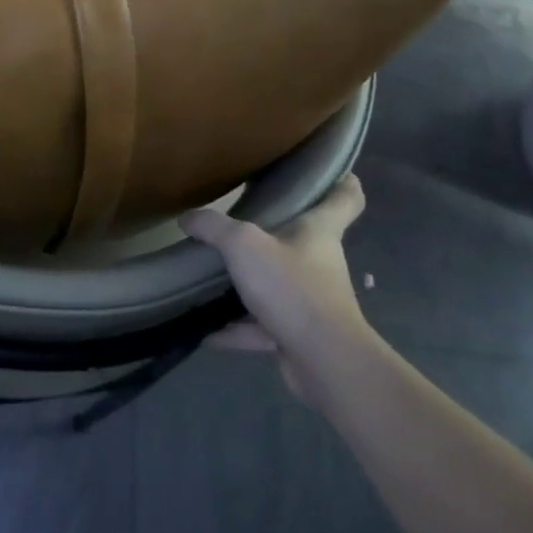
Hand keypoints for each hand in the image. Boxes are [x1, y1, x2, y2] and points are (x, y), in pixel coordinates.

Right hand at [181, 175, 367, 404]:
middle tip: (245, 221)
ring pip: (280, 285)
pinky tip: (206, 331)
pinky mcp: (299, 335)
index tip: (339, 172)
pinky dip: (237, 329)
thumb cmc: (292, 287)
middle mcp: (320, 263)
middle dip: (279, 233)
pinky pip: (263, 326)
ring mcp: (311, 302)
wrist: (323, 360)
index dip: (343, 183)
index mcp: (319, 232)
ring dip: (251, 285)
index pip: (344, 199)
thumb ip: (214, 227)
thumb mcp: (243, 245)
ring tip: (214, 279)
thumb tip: (188, 218)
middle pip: (305, 241)